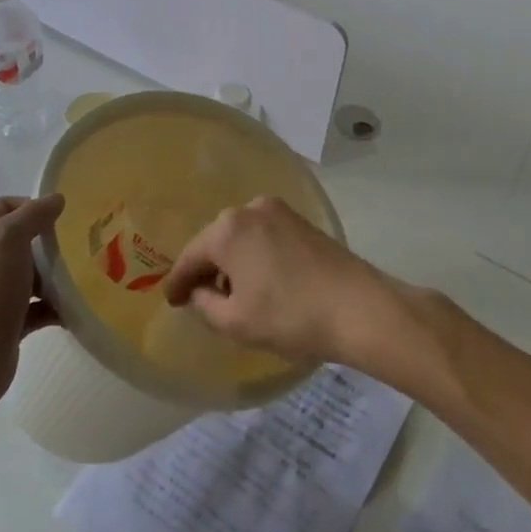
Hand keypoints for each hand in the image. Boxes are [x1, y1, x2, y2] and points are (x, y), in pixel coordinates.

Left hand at [0, 194, 63, 410]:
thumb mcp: (7, 239)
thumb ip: (33, 214)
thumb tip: (56, 199)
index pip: (5, 207)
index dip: (34, 206)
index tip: (63, 218)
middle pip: (19, 241)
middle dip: (48, 243)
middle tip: (78, 247)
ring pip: (29, 275)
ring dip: (54, 276)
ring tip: (82, 276)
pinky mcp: (3, 322)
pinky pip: (35, 307)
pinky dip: (53, 306)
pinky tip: (74, 307)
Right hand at [161, 195, 422, 371]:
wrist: (359, 307)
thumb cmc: (291, 316)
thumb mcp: (236, 322)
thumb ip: (205, 305)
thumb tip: (200, 292)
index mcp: (227, 230)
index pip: (191, 257)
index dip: (178, 283)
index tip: (171, 302)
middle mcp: (250, 209)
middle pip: (215, 241)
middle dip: (206, 269)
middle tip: (199, 297)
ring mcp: (280, 211)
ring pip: (241, 237)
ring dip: (232, 262)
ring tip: (232, 293)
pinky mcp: (302, 221)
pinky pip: (264, 236)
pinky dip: (255, 256)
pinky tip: (260, 281)